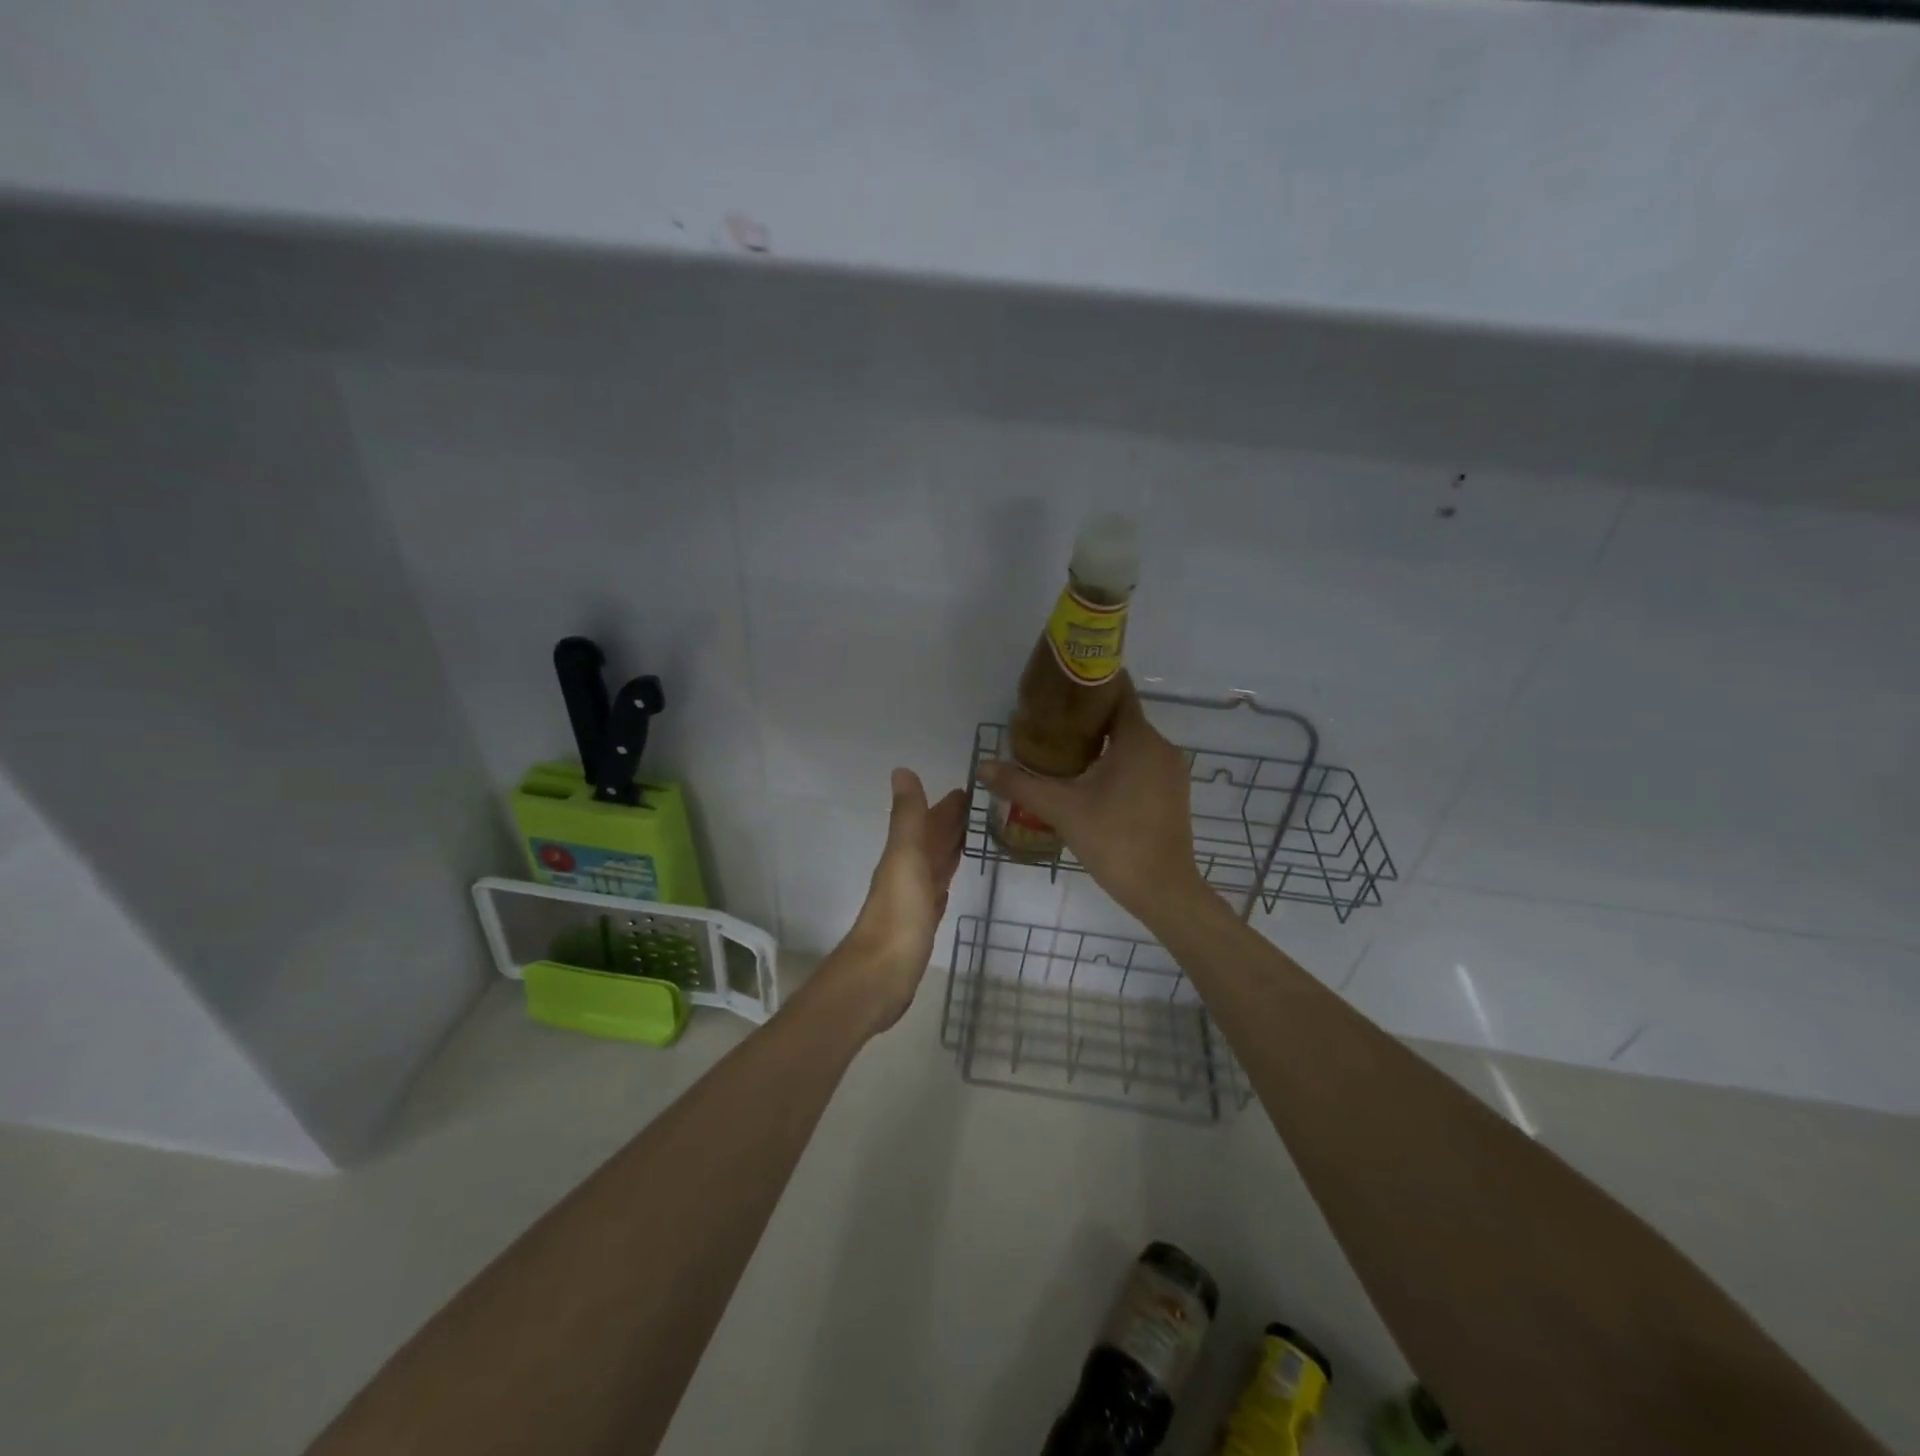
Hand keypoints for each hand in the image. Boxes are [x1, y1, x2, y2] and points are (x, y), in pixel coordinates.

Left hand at [822, 768, 967, 1034]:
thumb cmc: (898, 915)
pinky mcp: (922, 924)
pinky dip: (946, 879)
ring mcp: (914, 899)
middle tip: (982, 807)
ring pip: (936, 864)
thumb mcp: (905, 858)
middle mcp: (908, 872)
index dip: (947, 805)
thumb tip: (902, 770)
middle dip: (952, 823)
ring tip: (974, 835)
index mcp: (904, 854)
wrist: (880, 976)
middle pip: (933, 840)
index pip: (929, 821)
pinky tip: (951, 880)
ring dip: (951, 848)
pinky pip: (937, 891)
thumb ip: (907, 817)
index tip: (971, 788)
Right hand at [977, 675, 1206, 927]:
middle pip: (1122, 717)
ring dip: (1102, 742)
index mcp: (1138, 739)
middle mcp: (1161, 747)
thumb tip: (982, 766)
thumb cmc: (1114, 840)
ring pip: (1132, 742)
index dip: (1088, 684)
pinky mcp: (1173, 793)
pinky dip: (1118, 762)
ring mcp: (1171, 771)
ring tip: (1062, 749)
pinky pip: (1142, 763)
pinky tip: (1090, 779)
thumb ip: (1020, 784)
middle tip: (1049, 722)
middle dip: (1087, 716)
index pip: (1117, 691)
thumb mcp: (1061, 809)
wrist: (1163, 891)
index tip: (1058, 685)